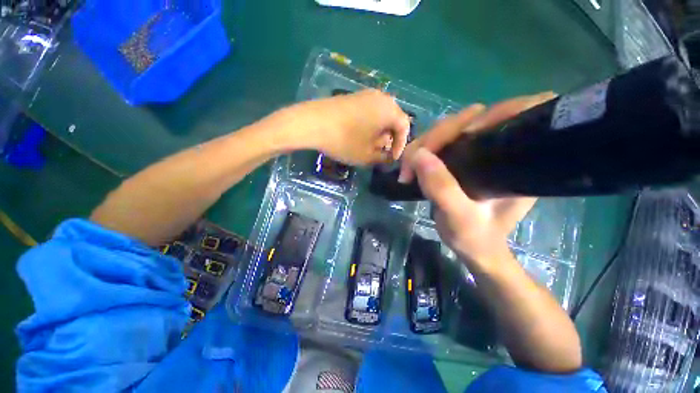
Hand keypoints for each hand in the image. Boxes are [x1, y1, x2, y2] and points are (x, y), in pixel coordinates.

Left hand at [295, 89, 410, 165]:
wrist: (313, 123)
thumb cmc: (345, 141)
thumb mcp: (367, 156)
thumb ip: (383, 157)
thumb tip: (389, 157)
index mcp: (389, 110)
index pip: (404, 127)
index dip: (400, 145)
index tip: (392, 158)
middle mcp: (381, 97)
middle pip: (392, 119)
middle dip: (389, 139)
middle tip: (382, 152)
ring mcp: (365, 95)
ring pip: (380, 116)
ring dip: (379, 132)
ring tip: (370, 146)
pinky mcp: (352, 97)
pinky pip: (368, 112)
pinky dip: (369, 125)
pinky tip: (359, 136)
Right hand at [400, 93, 554, 265]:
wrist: (475, 249)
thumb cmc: (476, 238)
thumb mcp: (460, 218)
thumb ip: (442, 188)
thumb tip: (419, 155)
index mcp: (518, 161)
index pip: (518, 114)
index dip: (494, 114)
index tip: (464, 136)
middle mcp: (501, 148)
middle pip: (471, 119)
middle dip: (437, 136)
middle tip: (412, 163)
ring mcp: (478, 151)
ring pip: (450, 129)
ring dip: (424, 144)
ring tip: (408, 168)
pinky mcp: (462, 156)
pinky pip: (441, 142)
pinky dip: (423, 150)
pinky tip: (413, 164)